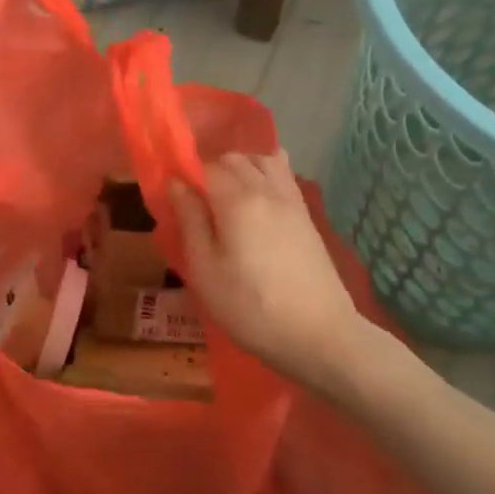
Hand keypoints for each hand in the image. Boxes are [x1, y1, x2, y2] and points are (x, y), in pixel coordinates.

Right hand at [170, 151, 366, 390]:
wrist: (318, 334)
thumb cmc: (250, 308)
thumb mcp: (205, 271)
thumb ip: (190, 221)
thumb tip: (177, 183)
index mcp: (237, 200)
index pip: (205, 167)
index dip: (186, 178)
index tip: (176, 203)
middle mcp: (266, 189)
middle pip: (234, 159)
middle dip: (211, 171)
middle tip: (198, 206)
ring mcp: (291, 199)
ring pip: (262, 160)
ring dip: (240, 168)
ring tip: (227, 199)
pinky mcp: (306, 214)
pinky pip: (284, 175)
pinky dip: (265, 174)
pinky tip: (256, 201)